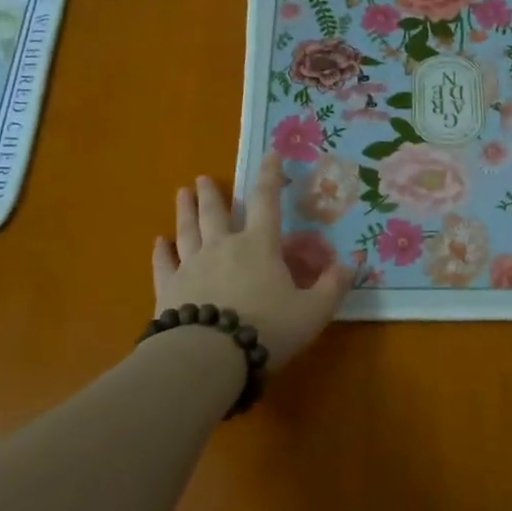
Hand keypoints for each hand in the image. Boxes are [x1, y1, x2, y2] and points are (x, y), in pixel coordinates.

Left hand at [151, 154, 350, 370]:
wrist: (209, 356)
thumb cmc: (267, 329)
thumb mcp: (313, 311)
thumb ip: (332, 287)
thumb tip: (352, 264)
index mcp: (259, 246)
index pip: (267, 201)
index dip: (270, 176)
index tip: (269, 154)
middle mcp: (222, 247)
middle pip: (215, 213)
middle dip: (212, 193)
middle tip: (203, 178)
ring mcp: (191, 266)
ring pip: (186, 230)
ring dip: (184, 211)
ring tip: (181, 194)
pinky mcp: (168, 289)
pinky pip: (163, 264)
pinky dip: (161, 252)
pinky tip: (159, 244)